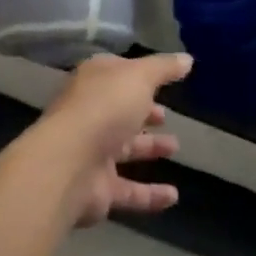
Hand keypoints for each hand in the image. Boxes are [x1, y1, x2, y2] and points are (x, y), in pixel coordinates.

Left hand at [36, 52, 191, 227]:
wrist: (68, 165)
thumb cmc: (105, 108)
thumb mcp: (140, 77)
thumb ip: (164, 68)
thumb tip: (187, 59)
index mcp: (95, 81)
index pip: (118, 72)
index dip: (139, 75)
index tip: (163, 79)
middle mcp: (92, 113)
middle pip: (120, 110)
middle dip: (142, 112)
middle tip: (165, 115)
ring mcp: (92, 151)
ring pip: (125, 148)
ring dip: (149, 148)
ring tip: (175, 147)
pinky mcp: (98, 189)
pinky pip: (129, 190)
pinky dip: (150, 194)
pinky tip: (173, 196)